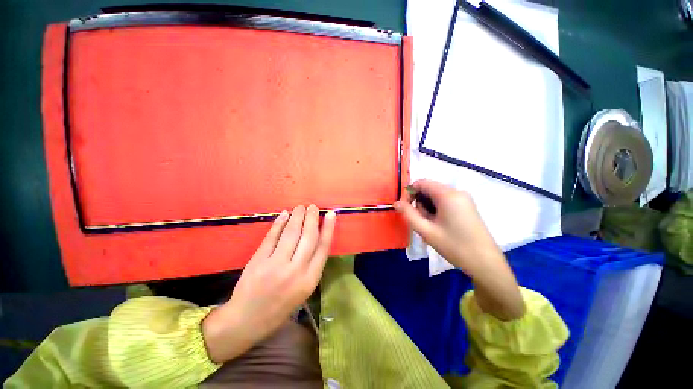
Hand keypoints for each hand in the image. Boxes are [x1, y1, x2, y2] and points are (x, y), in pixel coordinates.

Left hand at [202, 205, 335, 362]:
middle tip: (313, 206)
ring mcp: (276, 265)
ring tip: (300, 207)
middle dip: (312, 218)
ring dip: (297, 217)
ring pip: (291, 234)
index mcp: (310, 280)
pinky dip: (278, 223)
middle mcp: (296, 271)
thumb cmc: (280, 306)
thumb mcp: (303, 289)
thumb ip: (311, 265)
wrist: (248, 321)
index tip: (331, 214)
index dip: (328, 228)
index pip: (323, 247)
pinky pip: (272, 237)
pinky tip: (284, 214)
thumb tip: (316, 238)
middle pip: (308, 237)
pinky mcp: (259, 261)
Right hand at [394, 180, 524, 320]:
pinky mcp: (467, 206)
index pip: (421, 183)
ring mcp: (464, 199)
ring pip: (436, 196)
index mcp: (448, 195)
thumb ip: (409, 214)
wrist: (486, 263)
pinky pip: (445, 201)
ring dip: (427, 207)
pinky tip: (439, 224)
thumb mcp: (427, 231)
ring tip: (430, 225)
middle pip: (429, 189)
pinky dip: (436, 209)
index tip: (405, 209)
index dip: (409, 193)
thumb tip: (396, 202)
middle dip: (419, 202)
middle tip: (420, 221)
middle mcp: (457, 192)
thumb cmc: (454, 246)